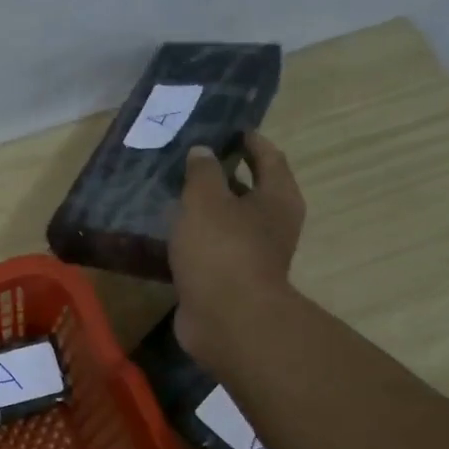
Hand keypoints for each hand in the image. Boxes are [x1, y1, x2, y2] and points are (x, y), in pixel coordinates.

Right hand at [170, 132, 305, 370]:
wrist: (226, 319)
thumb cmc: (222, 249)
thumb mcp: (206, 200)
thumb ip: (202, 172)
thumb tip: (203, 152)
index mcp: (277, 198)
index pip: (269, 157)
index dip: (250, 141)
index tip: (230, 129)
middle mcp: (272, 225)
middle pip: (251, 191)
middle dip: (225, 176)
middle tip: (193, 161)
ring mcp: (252, 256)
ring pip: (229, 223)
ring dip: (207, 211)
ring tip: (175, 195)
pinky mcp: (229, 280)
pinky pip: (212, 250)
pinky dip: (196, 240)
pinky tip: (171, 234)